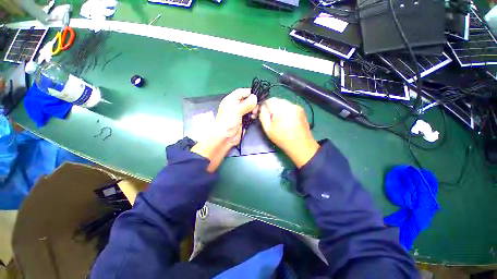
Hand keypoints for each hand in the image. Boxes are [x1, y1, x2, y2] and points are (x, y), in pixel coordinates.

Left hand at [191, 88, 256, 171]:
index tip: (257, 96)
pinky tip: (253, 116)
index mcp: (231, 100)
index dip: (249, 93)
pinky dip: (252, 115)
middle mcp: (235, 105)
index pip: (241, 92)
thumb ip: (246, 104)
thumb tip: (255, 97)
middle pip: (246, 100)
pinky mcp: (243, 120)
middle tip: (256, 107)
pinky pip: (249, 114)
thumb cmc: (227, 122)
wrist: (225, 137)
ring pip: (249, 107)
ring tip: (255, 113)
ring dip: (253, 109)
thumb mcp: (236, 111)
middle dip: (253, 102)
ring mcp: (239, 113)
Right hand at [259, 98, 318, 167]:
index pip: (269, 100)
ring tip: (279, 120)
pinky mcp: (301, 110)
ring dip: (278, 108)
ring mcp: (297, 107)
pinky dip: (285, 110)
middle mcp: (290, 105)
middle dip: (271, 107)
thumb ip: (262, 115)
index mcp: (281, 109)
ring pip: (283, 102)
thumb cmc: (282, 139)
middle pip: (276, 100)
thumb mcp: (267, 129)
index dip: (264, 106)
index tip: (263, 114)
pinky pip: (289, 106)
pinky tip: (286, 120)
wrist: (301, 146)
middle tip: (271, 118)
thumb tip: (262, 107)